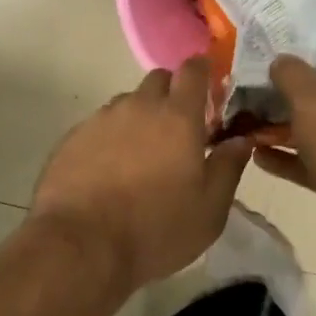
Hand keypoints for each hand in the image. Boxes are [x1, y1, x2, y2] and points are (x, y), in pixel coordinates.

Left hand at [29, 58, 252, 291]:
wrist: (81, 245)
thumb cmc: (156, 229)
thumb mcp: (210, 210)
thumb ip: (229, 167)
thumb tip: (241, 139)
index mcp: (178, 117)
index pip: (193, 70)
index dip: (203, 72)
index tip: (209, 90)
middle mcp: (139, 106)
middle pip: (158, 80)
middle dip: (171, 94)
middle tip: (178, 131)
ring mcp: (102, 118)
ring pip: (128, 102)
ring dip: (140, 117)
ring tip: (141, 157)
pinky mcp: (74, 136)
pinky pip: (100, 125)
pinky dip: (111, 138)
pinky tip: (109, 172)